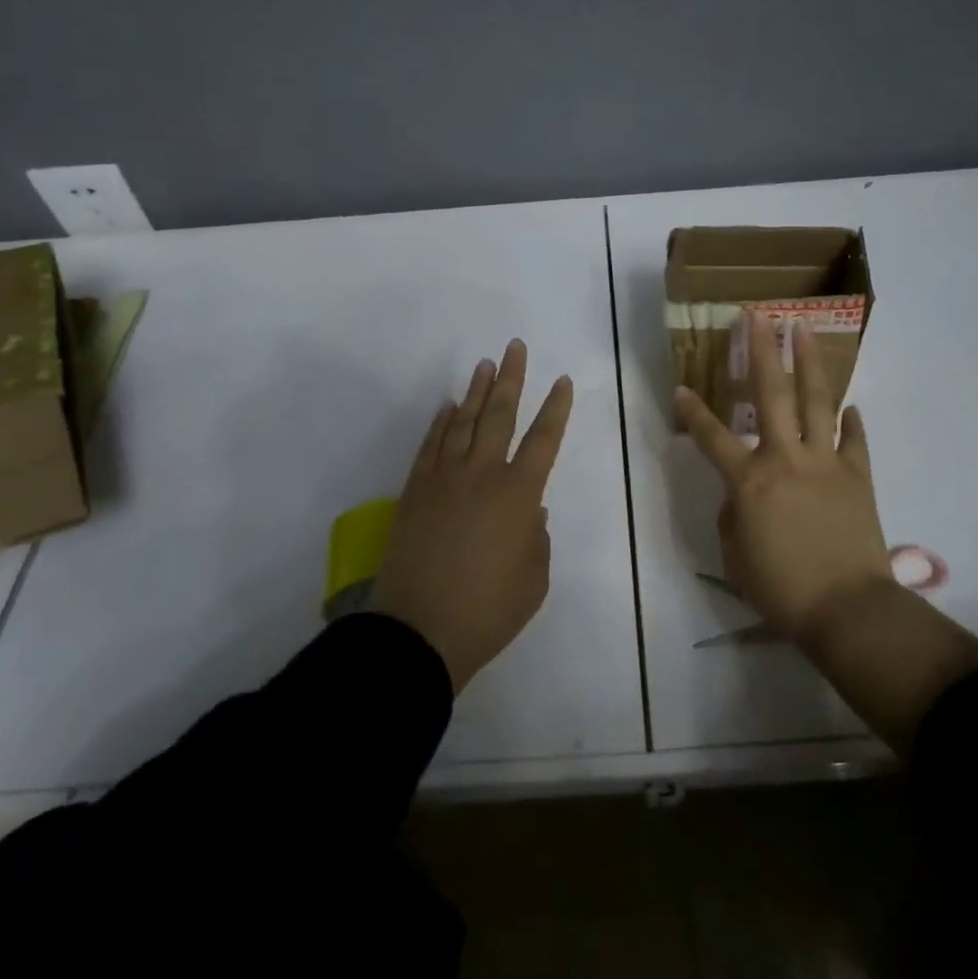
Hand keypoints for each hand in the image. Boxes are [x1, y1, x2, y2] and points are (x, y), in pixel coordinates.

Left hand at [373, 339, 573, 693]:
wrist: (419, 632)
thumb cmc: (488, 611)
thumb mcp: (534, 580)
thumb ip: (537, 539)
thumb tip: (529, 513)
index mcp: (518, 495)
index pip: (543, 439)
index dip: (556, 409)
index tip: (563, 381)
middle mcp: (482, 475)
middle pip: (500, 416)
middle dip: (512, 379)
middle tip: (516, 347)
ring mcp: (443, 479)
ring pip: (464, 423)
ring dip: (477, 392)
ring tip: (486, 364)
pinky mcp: (415, 491)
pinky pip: (430, 446)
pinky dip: (440, 423)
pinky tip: (448, 407)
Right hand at [675, 314, 895, 647]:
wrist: (847, 609)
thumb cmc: (781, 589)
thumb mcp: (735, 556)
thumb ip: (732, 516)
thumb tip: (742, 497)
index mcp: (749, 481)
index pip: (711, 437)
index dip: (692, 412)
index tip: (681, 388)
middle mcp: (785, 459)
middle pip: (771, 393)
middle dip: (761, 350)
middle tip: (758, 316)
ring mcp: (825, 463)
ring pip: (817, 402)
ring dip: (809, 362)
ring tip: (804, 330)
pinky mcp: (857, 476)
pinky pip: (855, 441)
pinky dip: (852, 422)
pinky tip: (850, 407)